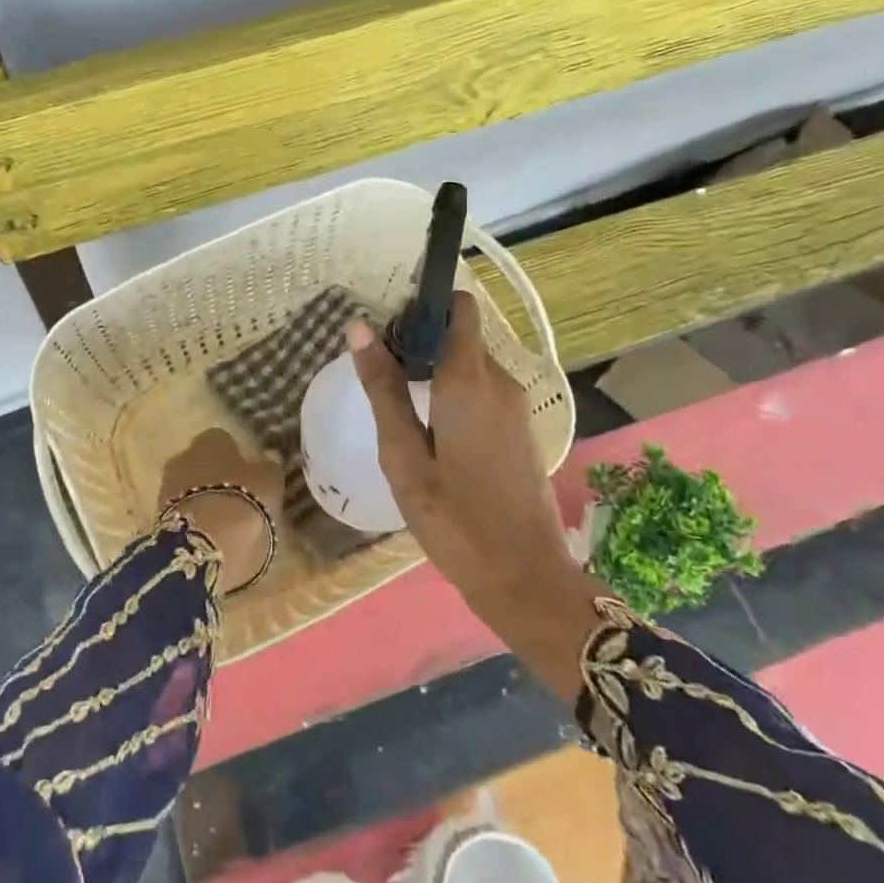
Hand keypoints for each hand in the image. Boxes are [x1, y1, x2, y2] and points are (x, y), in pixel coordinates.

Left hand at [157, 428, 285, 592]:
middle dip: (215, 478)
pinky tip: (210, 536)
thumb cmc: (242, 501)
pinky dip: (195, 520)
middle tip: (237, 499)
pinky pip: (183, 512)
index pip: (223, 440)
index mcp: (210, 439)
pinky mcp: (158, 516)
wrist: (203, 542)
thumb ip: (269, 467)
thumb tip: (269, 456)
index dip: (237, 457)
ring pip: (190, 488)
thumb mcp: (269, 482)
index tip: (249, 476)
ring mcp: (167, 486)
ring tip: (225, 523)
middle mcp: (184, 455)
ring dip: (204, 500)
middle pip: (202, 463)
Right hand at [346, 293, 583, 639]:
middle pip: (462, 335)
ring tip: (399, 403)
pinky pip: (484, 391)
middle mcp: (500, 380)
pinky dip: (456, 395)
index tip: (390, 323)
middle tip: (381, 374)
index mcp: (469, 379)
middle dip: (423, 342)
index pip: (459, 308)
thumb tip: (359, 327)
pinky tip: (431, 430)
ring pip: (472, 364)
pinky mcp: (521, 429)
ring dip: (438, 372)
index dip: (426, 304)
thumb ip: (383, 388)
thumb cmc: (454, 518)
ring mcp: (516, 406)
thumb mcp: (403, 455)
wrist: (525, 578)